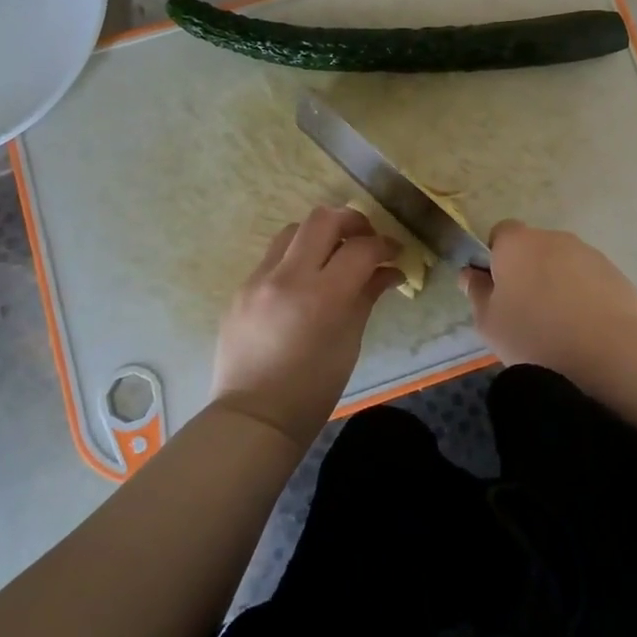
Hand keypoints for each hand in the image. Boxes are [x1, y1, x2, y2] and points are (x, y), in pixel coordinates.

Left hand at [211, 207, 400, 447]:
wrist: (254, 417)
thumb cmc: (313, 389)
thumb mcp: (350, 342)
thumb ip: (367, 296)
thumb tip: (389, 272)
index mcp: (321, 296)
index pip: (360, 248)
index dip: (384, 245)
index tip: (395, 252)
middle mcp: (286, 277)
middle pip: (322, 219)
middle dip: (351, 221)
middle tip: (366, 238)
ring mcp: (258, 280)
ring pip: (292, 230)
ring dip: (319, 234)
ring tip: (333, 254)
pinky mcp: (240, 289)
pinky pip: (272, 258)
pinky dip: (295, 257)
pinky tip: (305, 281)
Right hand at [461, 221, 636, 376]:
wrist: (602, 355)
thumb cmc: (532, 336)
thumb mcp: (488, 322)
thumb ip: (477, 293)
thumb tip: (471, 274)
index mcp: (517, 244)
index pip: (501, 233)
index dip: (497, 256)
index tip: (498, 286)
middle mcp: (554, 239)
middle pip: (535, 247)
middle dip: (530, 269)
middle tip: (527, 309)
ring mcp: (589, 254)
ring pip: (565, 263)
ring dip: (559, 281)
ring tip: (560, 323)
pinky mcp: (615, 274)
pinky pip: (591, 279)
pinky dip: (585, 295)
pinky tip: (585, 327)